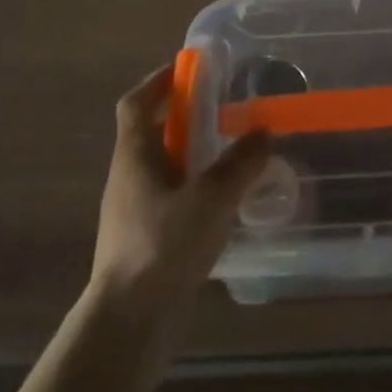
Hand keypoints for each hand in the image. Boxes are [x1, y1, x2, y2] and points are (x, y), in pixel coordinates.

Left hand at [91, 65, 270, 312]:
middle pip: (151, 132)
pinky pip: (169, 197)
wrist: (128, 324)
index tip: (187, 68)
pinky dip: (192, 187)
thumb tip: (263, 130)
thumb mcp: (212, 197)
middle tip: (222, 108)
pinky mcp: (142, 241)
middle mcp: (127, 176)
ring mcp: (132, 211)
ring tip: (230, 152)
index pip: (137, 102)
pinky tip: (221, 202)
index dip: (159, 80)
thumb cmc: (163, 246)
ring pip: (162, 167)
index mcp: (134, 154)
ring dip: (190, 153)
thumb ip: (241, 162)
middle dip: (183, 116)